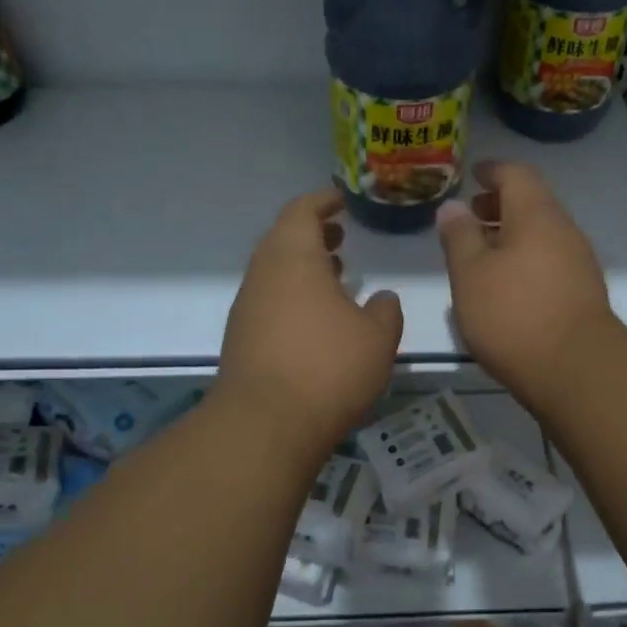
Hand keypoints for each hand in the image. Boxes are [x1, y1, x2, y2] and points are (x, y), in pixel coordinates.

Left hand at [219, 188, 403, 455]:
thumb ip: (385, 311)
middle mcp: (262, 275)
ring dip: (302, 268)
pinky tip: (316, 321)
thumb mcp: (377, 337)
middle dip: (312, 235)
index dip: (322, 202)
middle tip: (340, 238)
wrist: (265, 425)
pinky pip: (269, 301)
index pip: (301, 211)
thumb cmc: (328, 368)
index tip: (341, 201)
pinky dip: (292, 296)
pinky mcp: (240, 339)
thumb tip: (382, 299)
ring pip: (274, 273)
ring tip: (334, 276)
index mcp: (293, 258)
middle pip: (282, 240)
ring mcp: (246, 308)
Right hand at [436, 161, 618, 406]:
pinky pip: (549, 260)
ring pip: (541, 235)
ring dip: (510, 236)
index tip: (472, 175)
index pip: (516, 174)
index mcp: (536, 215)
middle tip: (470, 217)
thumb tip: (453, 207)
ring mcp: (578, 262)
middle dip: (499, 205)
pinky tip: (504, 286)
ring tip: (480, 255)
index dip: (492, 170)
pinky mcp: (582, 292)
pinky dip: (524, 260)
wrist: (575, 369)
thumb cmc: (513, 314)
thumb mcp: (470, 274)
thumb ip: (458, 236)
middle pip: (531, 204)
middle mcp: (564, 230)